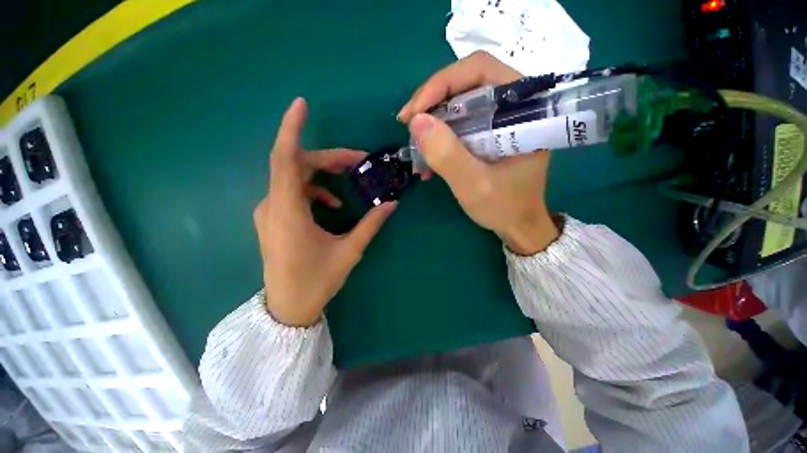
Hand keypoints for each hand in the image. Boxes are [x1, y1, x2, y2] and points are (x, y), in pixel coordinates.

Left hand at [255, 98, 396, 326]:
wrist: (288, 307)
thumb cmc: (316, 281)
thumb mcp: (349, 251)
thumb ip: (371, 224)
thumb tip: (393, 203)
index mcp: (287, 212)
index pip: (285, 160)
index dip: (292, 130)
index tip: (301, 105)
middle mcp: (273, 205)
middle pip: (296, 165)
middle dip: (328, 158)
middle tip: (357, 161)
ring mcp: (270, 211)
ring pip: (294, 178)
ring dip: (322, 175)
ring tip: (348, 182)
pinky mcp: (274, 218)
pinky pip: (293, 192)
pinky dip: (314, 191)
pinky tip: (332, 204)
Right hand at [398, 51, 557, 254]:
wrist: (517, 225)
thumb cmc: (504, 208)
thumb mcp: (474, 185)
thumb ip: (448, 155)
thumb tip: (416, 122)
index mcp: (522, 109)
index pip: (479, 70)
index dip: (441, 84)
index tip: (415, 113)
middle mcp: (512, 106)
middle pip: (465, 84)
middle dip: (431, 104)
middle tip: (409, 127)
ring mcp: (499, 120)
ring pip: (458, 104)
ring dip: (432, 124)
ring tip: (415, 149)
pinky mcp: (488, 134)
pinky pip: (458, 124)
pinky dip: (439, 138)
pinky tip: (428, 160)